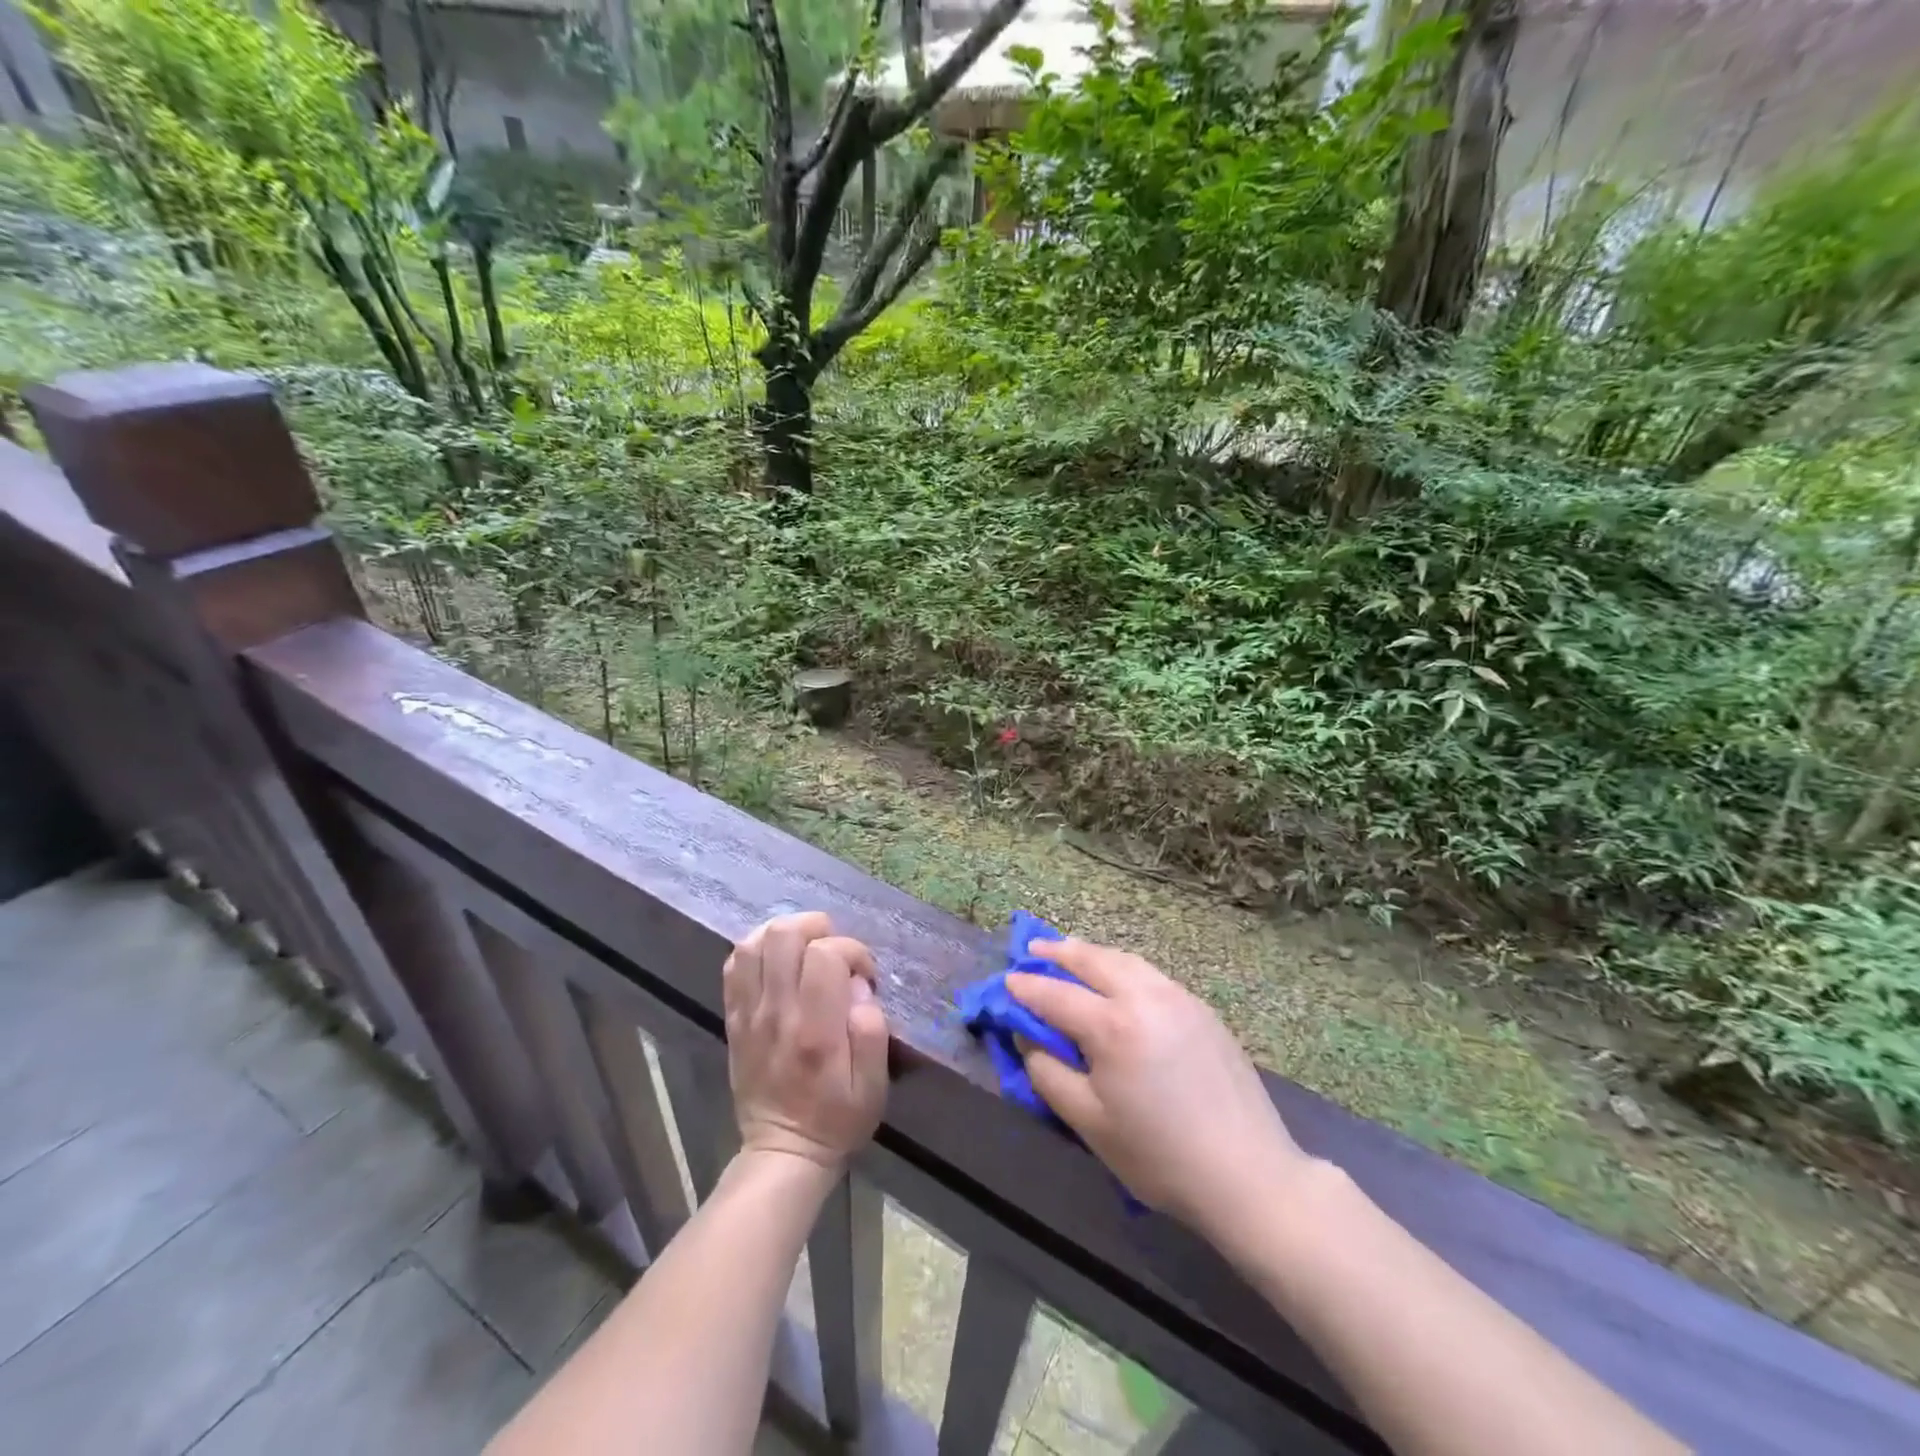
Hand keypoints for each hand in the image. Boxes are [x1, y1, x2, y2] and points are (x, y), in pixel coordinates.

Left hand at [723, 913, 889, 1170]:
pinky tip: (778, 959)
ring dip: (786, 934)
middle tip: (835, 951)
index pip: (826, 954)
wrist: (782, 1153)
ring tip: (807, 948)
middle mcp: (777, 1014)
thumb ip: (872, 1031)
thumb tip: (859, 987)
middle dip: (817, 928)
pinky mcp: (734, 1020)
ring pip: (754, 943)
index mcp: (816, 1031)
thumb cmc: (837, 1119)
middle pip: (784, 936)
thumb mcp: (874, 1086)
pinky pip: (735, 966)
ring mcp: (749, 1015)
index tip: (865, 974)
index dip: (852, 950)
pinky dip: (757, 949)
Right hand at [1007, 939, 1311, 1237]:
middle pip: (1092, 960)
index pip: (1056, 995)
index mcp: (1113, 1025)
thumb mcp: (1089, 1122)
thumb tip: (1029, 1037)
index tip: (1006, 982)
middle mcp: (1145, 997)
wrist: (1248, 1174)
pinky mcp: (1202, 1009)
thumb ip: (1048, 1073)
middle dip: (1058, 952)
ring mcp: (1178, 997)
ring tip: (1071, 953)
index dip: (1026, 989)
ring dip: (1092, 954)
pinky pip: (1150, 974)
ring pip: (1125, 960)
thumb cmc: (1159, 1156)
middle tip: (1032, 948)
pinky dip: (1123, 967)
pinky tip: (1117, 979)